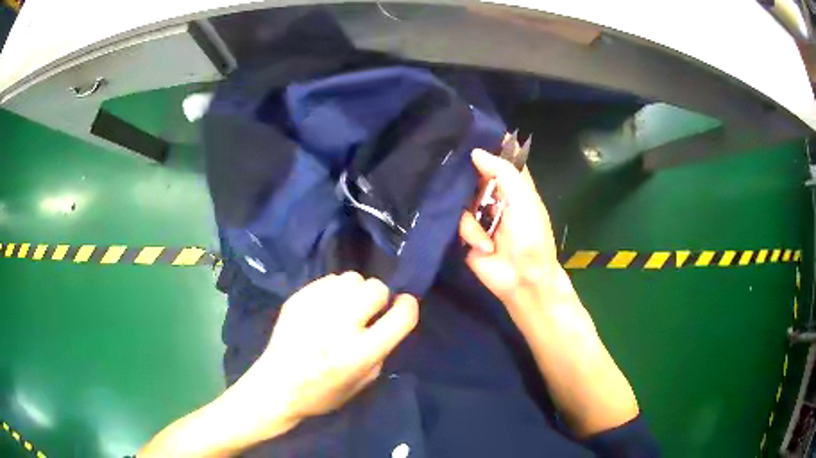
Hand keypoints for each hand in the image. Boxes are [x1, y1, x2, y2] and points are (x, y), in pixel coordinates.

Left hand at [226, 272, 418, 441]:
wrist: (276, 386)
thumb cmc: (323, 393)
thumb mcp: (363, 382)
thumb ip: (380, 350)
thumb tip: (386, 320)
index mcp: (360, 353)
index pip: (401, 316)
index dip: (408, 306)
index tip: (403, 305)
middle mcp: (340, 327)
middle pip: (376, 288)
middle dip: (378, 298)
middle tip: (367, 312)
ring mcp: (316, 309)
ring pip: (352, 278)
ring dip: (356, 291)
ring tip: (345, 306)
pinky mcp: (298, 299)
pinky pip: (329, 279)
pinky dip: (334, 290)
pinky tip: (325, 306)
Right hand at [460, 148, 564, 310]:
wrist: (522, 279)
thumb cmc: (532, 237)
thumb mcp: (524, 200)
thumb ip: (502, 172)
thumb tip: (475, 152)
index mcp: (513, 186)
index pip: (498, 159)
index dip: (486, 147)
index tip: (467, 133)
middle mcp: (494, 196)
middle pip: (473, 175)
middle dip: (465, 175)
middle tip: (450, 167)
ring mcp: (479, 214)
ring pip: (460, 199)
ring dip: (474, 218)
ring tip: (488, 235)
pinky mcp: (465, 233)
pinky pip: (456, 221)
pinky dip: (471, 234)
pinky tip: (485, 246)